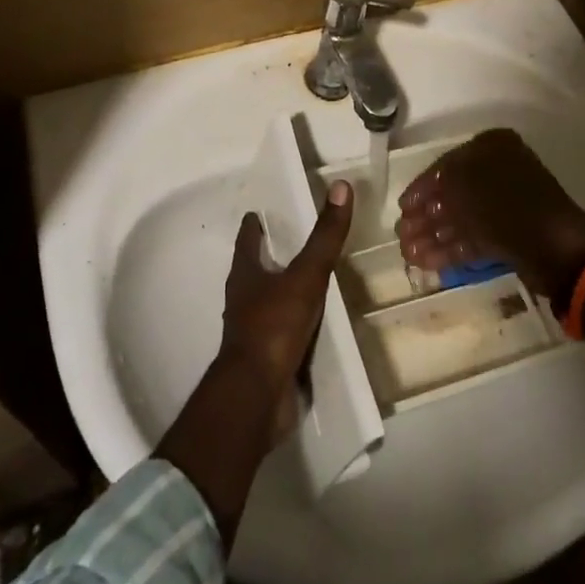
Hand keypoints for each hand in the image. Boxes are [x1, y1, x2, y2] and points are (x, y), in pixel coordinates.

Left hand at [219, 180, 352, 437]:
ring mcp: (252, 332)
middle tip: (290, 243)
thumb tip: (340, 186)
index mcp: (245, 275)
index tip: (259, 213)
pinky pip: (282, 335)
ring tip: (306, 282)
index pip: (247, 240)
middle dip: (268, 258)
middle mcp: (243, 300)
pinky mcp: (266, 360)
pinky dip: (294, 326)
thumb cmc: (273, 327)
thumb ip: (324, 237)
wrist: (256, 397)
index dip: (253, 226)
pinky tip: (312, 327)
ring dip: (282, 292)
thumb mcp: (305, 276)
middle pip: (253, 271)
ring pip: (267, 303)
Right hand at [396, 128, 584, 298]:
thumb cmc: (505, 203)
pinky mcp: (510, 237)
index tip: (402, 206)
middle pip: (452, 194)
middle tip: (401, 233)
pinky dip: (450, 250)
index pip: (446, 165)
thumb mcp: (463, 183)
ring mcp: (506, 207)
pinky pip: (473, 239)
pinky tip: (425, 262)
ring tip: (407, 253)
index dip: (421, 187)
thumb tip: (427, 196)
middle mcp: (499, 172)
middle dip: (425, 216)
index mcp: (492, 149)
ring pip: (461, 219)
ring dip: (433, 236)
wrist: (555, 247)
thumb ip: (441, 182)